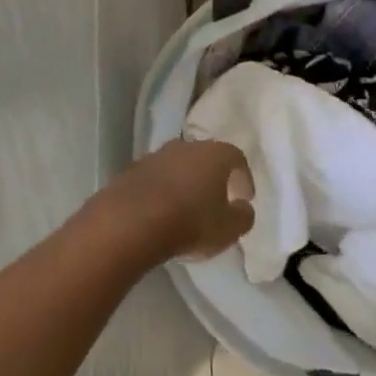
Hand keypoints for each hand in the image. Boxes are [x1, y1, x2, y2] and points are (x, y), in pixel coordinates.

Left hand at [98, 139, 254, 261]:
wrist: (131, 221)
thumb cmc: (190, 222)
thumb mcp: (229, 229)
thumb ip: (243, 216)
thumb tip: (243, 207)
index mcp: (214, 154)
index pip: (236, 157)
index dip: (243, 177)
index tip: (244, 198)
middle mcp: (185, 146)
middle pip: (205, 157)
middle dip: (212, 177)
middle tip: (217, 200)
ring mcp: (156, 155)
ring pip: (178, 165)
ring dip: (185, 182)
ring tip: (187, 208)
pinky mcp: (132, 169)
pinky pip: (156, 178)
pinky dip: (162, 190)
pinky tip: (162, 211)